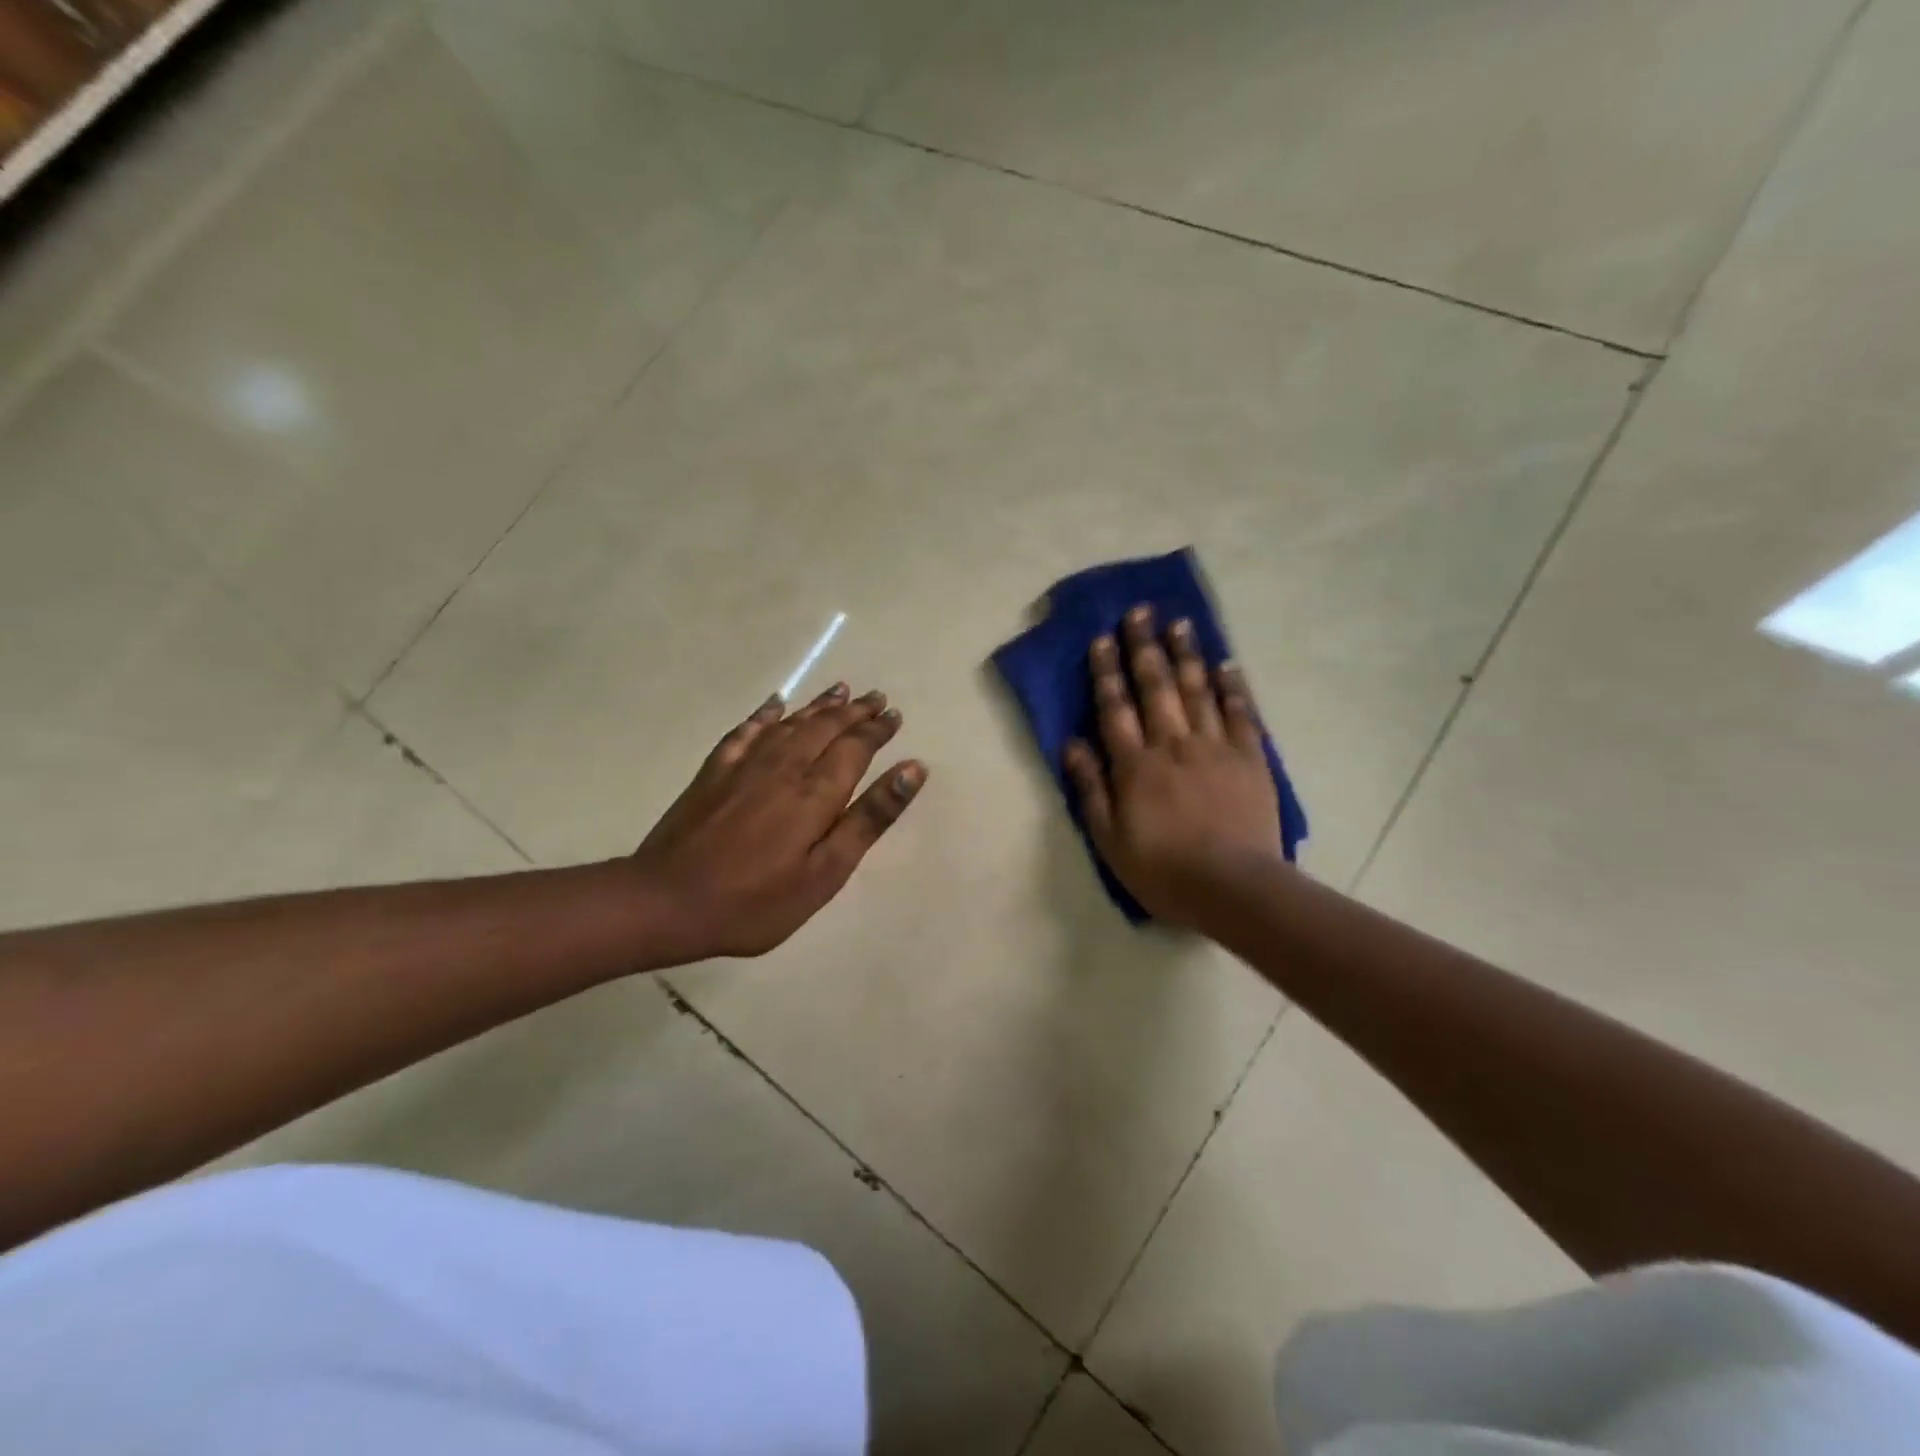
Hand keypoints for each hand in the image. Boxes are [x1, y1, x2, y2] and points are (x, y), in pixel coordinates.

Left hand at [631, 684, 925, 959]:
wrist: (667, 902)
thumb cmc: (756, 901)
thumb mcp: (825, 873)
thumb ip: (869, 819)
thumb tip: (911, 769)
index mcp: (816, 792)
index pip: (855, 747)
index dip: (877, 729)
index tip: (894, 714)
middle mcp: (784, 766)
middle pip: (826, 727)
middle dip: (855, 711)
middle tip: (876, 697)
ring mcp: (745, 765)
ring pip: (791, 722)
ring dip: (819, 705)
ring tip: (840, 690)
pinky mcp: (715, 771)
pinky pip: (747, 730)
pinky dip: (766, 714)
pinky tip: (775, 704)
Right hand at [1063, 605, 1282, 927]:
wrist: (1233, 888)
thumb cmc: (1162, 869)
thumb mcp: (1109, 839)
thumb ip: (1091, 788)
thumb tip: (1072, 744)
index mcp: (1135, 766)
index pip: (1115, 709)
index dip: (1106, 672)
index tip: (1101, 638)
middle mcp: (1172, 745)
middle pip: (1156, 687)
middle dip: (1144, 647)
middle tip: (1139, 611)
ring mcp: (1214, 748)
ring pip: (1197, 690)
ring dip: (1186, 654)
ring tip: (1179, 622)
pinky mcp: (1249, 759)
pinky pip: (1240, 714)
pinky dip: (1232, 687)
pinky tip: (1226, 664)